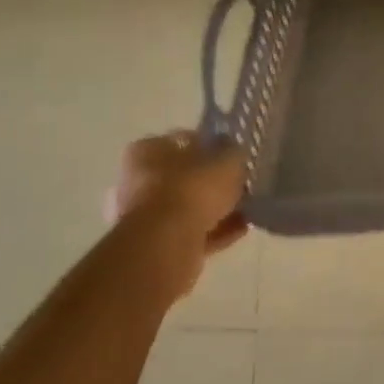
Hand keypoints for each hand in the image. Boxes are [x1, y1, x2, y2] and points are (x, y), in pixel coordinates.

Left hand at [104, 130, 248, 256]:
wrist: (166, 241)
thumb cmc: (193, 188)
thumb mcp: (227, 159)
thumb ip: (232, 152)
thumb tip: (233, 152)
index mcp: (148, 150)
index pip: (184, 141)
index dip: (213, 147)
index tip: (235, 157)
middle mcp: (137, 179)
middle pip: (184, 176)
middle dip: (213, 182)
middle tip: (241, 185)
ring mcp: (142, 213)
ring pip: (188, 206)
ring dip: (216, 208)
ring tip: (246, 210)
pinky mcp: (154, 242)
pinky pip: (191, 230)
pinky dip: (214, 230)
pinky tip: (240, 229)